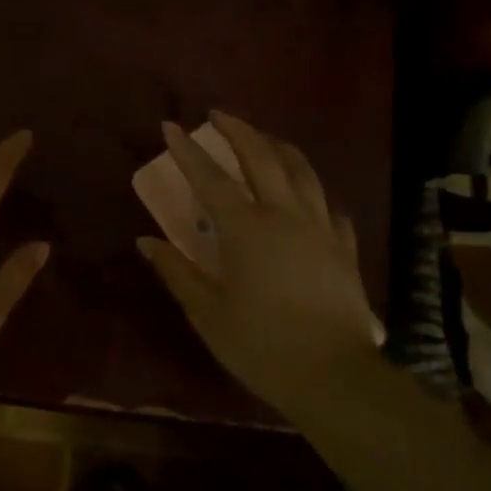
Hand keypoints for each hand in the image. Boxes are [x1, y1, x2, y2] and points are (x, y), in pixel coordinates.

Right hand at [138, 111, 377, 409]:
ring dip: (278, 147)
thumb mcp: (207, 312)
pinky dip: (312, 191)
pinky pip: (328, 206)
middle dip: (238, 131)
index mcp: (246, 228)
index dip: (187, 151)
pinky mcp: (344, 247)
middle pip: (262, 158)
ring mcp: (320, 228)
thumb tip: (146, 241)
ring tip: (264, 139)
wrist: (333, 375)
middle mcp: (284, 215)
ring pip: (302, 171)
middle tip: (219, 115)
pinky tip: (307, 196)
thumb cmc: (261, 344)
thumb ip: (176, 271)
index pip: (210, 179)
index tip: (170, 126)